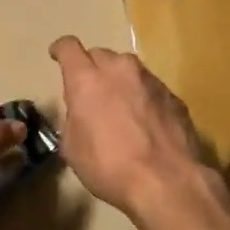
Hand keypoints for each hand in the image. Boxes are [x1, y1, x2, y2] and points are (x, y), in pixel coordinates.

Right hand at [48, 36, 211, 216]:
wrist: (166, 182)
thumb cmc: (109, 166)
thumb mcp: (72, 148)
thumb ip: (72, 119)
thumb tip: (80, 113)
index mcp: (87, 79)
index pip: (68, 47)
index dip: (60, 50)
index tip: (56, 57)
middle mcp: (119, 70)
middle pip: (99, 55)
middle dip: (91, 69)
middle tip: (90, 93)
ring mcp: (149, 80)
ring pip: (127, 68)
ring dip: (118, 81)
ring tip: (119, 107)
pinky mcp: (172, 96)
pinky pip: (149, 87)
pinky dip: (141, 97)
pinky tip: (144, 122)